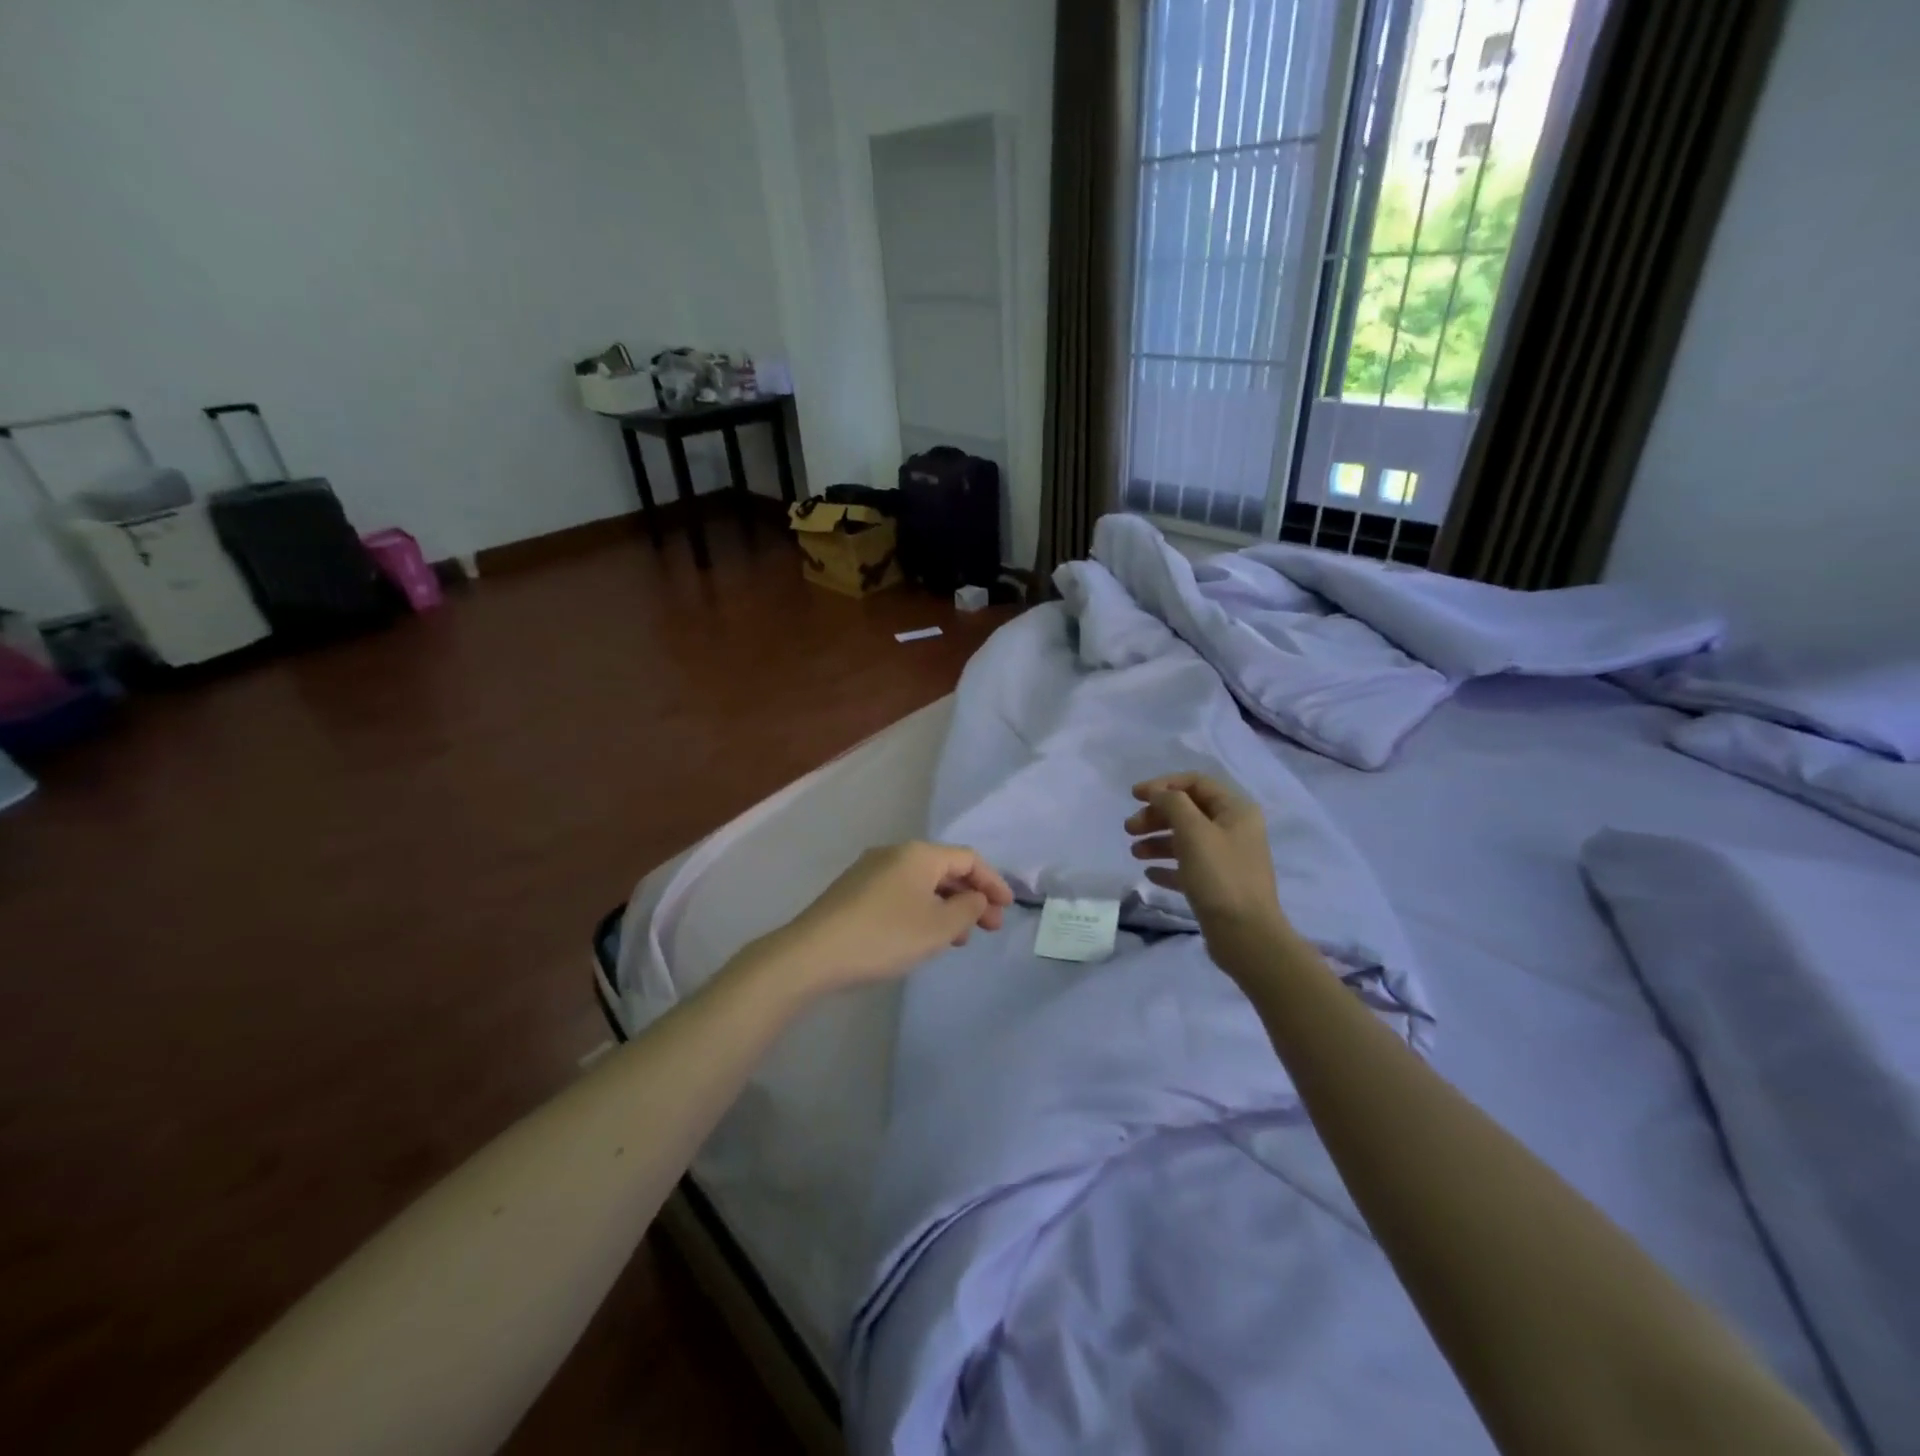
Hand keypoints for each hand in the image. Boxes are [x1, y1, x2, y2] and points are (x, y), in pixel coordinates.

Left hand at [755, 842, 1012, 995]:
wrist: (813, 953)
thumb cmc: (885, 936)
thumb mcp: (938, 927)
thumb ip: (967, 909)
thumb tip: (975, 897)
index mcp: (918, 854)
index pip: (968, 859)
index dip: (992, 882)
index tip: (1007, 909)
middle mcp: (895, 853)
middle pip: (944, 869)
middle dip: (971, 897)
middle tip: (988, 928)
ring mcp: (870, 871)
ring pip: (922, 883)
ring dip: (947, 906)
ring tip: (959, 938)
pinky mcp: (854, 891)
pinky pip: (901, 893)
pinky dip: (922, 909)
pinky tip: (923, 935)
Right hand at [1126, 773, 1290, 971]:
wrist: (1246, 936)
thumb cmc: (1220, 876)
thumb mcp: (1193, 831)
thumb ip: (1172, 804)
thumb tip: (1158, 794)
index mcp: (1236, 811)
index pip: (1196, 783)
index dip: (1163, 785)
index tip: (1133, 796)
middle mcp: (1234, 830)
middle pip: (1188, 811)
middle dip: (1156, 816)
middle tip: (1129, 828)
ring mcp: (1227, 859)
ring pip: (1186, 839)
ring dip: (1157, 840)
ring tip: (1134, 852)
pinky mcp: (1218, 885)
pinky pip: (1188, 867)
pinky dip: (1168, 866)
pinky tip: (1150, 873)